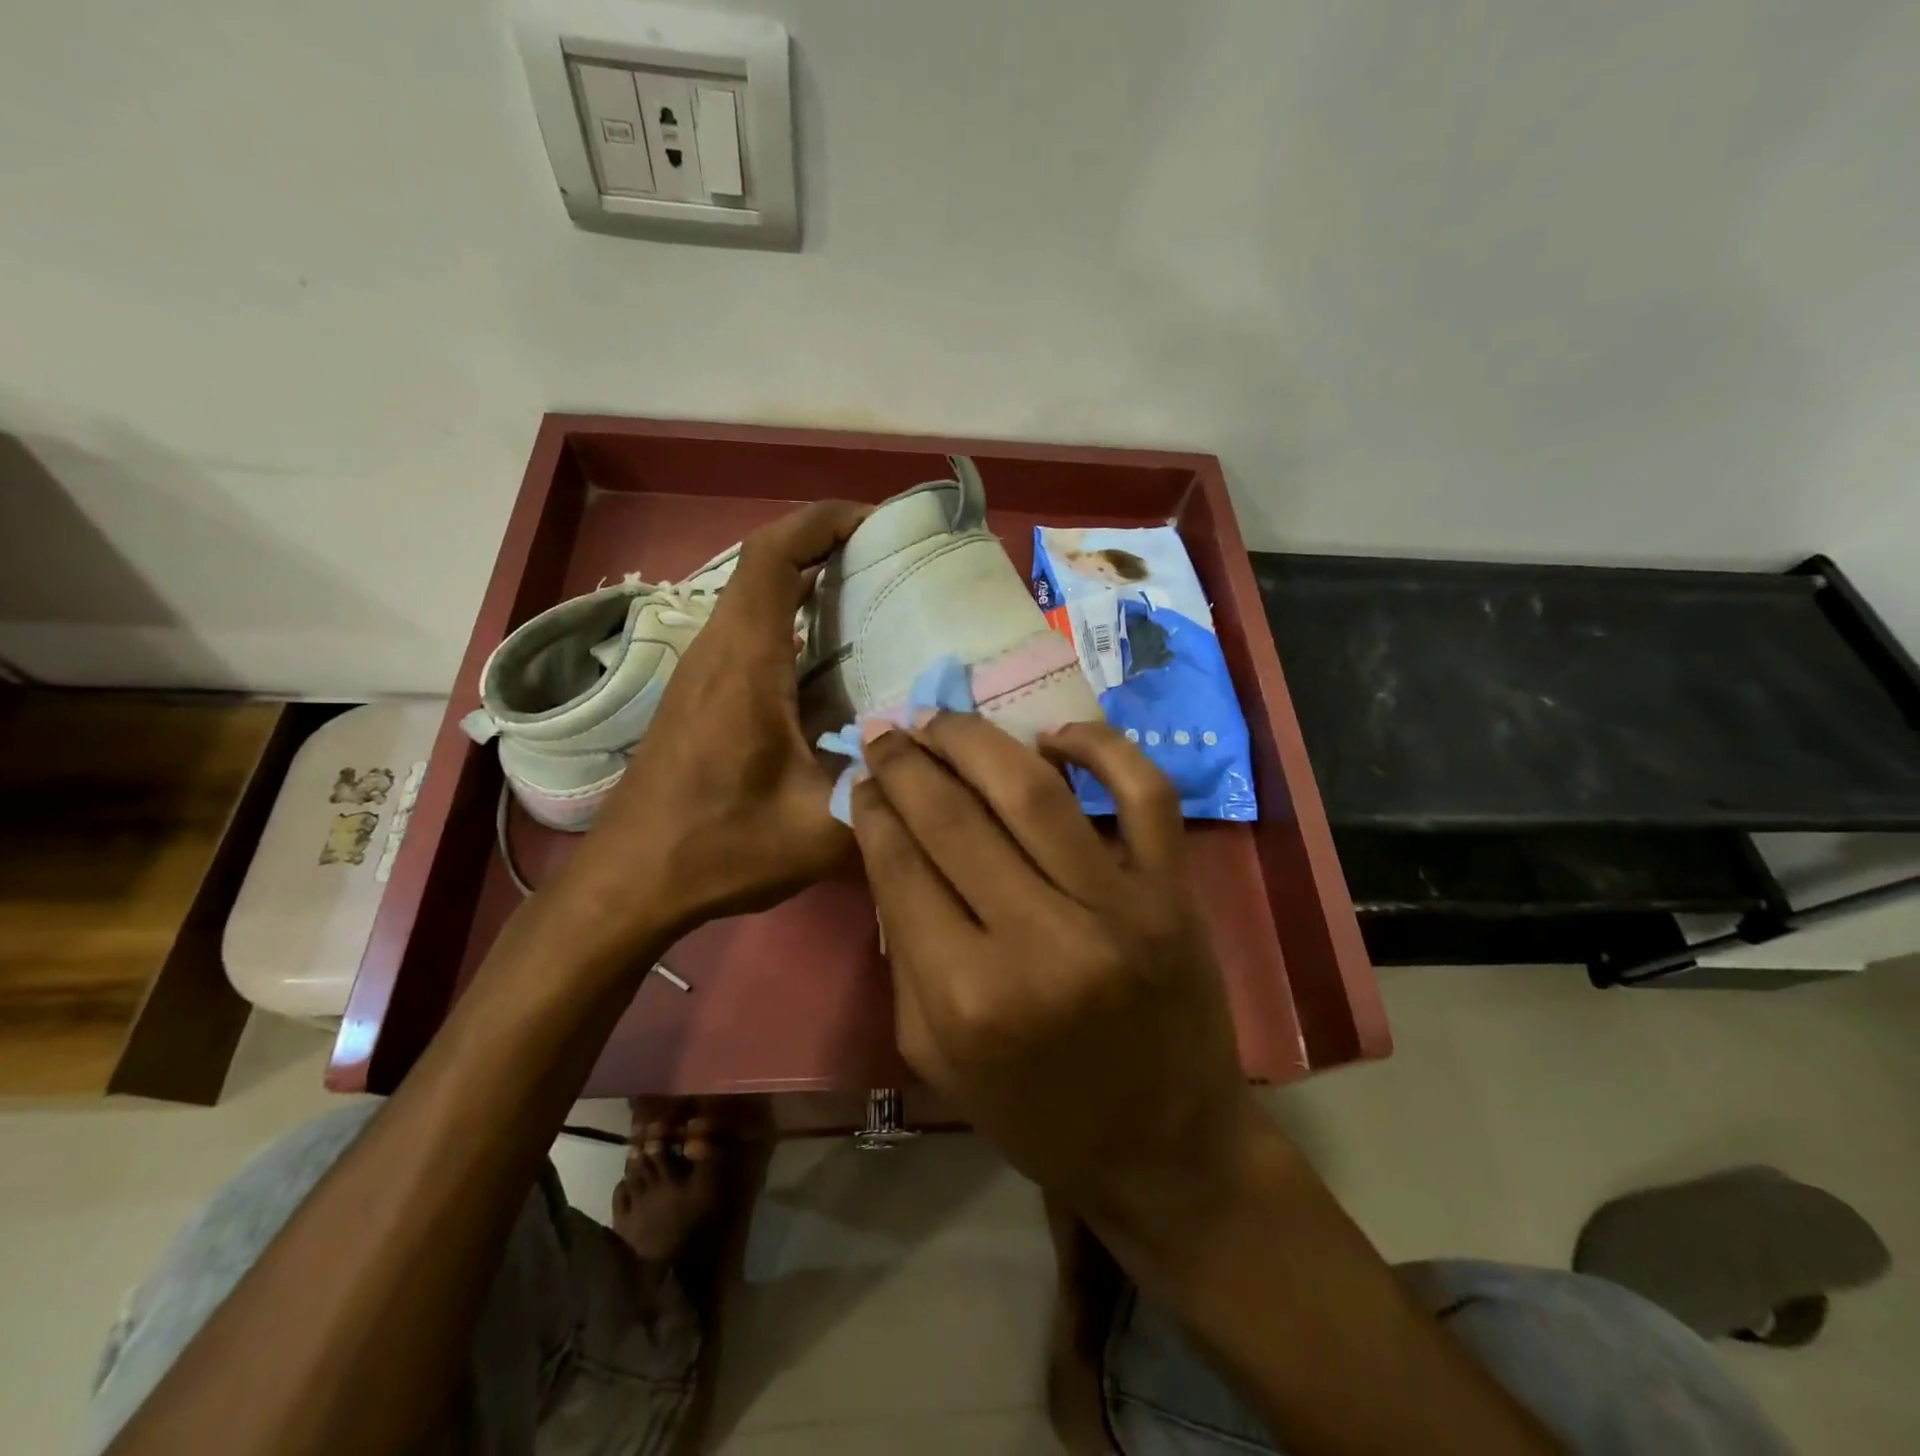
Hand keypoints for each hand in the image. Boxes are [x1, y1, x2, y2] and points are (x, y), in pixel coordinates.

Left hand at [556, 499, 870, 941]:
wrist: (629, 881)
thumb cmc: (717, 847)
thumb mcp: (818, 830)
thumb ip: (885, 793)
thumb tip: (940, 763)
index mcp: (746, 663)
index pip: (774, 556)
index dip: (823, 521)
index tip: (878, 520)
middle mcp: (719, 651)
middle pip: (766, 565)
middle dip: (828, 546)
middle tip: (894, 563)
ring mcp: (703, 670)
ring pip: (756, 596)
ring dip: (809, 583)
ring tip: (875, 603)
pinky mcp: (700, 694)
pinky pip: (749, 630)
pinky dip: (792, 621)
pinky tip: (834, 663)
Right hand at [848, 714, 1258, 1224]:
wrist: (1166, 1152)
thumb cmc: (1037, 1115)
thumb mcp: (934, 1052)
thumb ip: (903, 948)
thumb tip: (888, 844)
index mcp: (968, 997)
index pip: (901, 867)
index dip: (873, 810)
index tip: (861, 777)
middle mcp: (1041, 941)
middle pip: (954, 819)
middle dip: (908, 764)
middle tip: (887, 730)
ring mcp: (1118, 908)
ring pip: (1033, 790)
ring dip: (976, 740)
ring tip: (942, 718)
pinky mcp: (1175, 892)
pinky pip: (1144, 793)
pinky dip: (1101, 748)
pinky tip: (1054, 737)